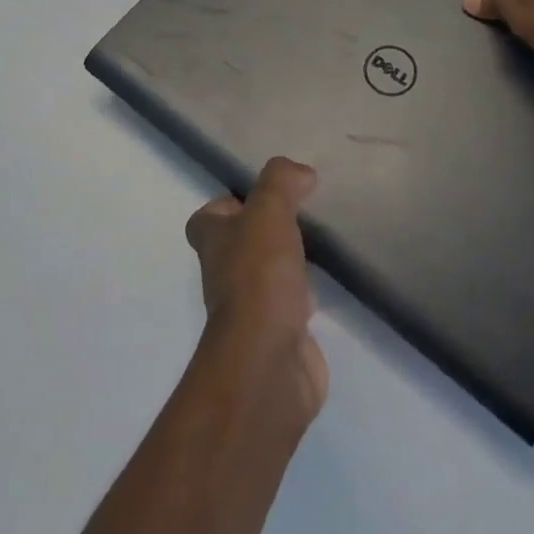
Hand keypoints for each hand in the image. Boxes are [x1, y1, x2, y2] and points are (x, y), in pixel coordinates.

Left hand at [185, 158, 328, 421]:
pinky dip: (304, 296)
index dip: (227, 205)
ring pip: (264, 275)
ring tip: (316, 243)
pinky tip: (326, 285)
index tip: (261, 197)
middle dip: (263, 231)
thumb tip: (301, 173)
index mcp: (214, 242)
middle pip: (237, 246)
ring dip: (285, 263)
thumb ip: (281, 182)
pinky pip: (289, 306)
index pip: (207, 219)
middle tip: (298, 215)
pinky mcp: (278, 335)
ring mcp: (250, 309)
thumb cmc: (259, 276)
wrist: (269, 360)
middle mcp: (224, 275)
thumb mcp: (269, 211)